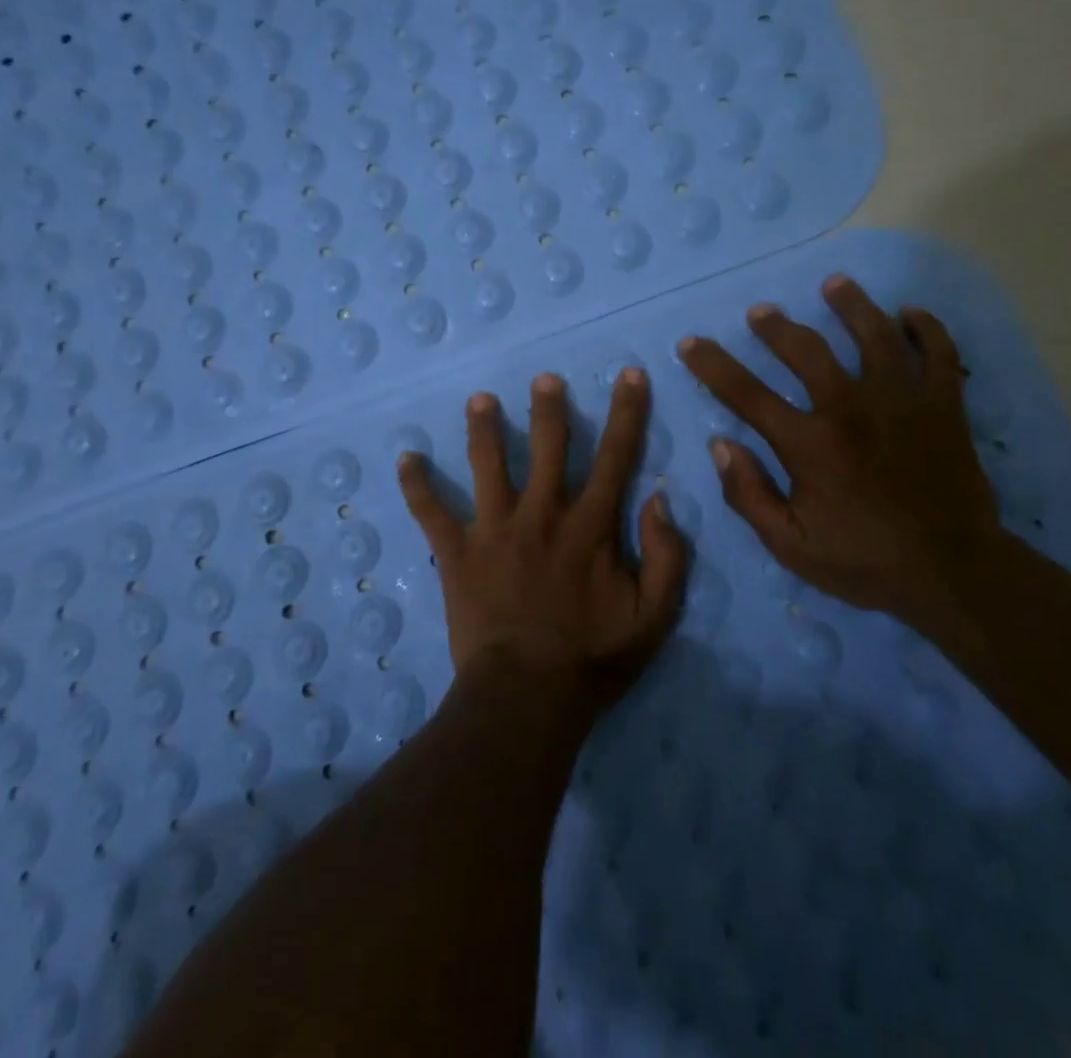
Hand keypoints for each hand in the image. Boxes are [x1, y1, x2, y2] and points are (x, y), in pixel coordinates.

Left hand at [397, 369, 689, 711]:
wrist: (526, 696)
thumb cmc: (592, 658)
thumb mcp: (653, 616)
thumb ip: (666, 556)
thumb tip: (658, 499)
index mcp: (589, 525)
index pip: (616, 456)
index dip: (627, 412)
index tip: (630, 374)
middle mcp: (542, 514)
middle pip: (548, 447)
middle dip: (549, 408)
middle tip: (543, 378)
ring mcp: (494, 529)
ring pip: (488, 465)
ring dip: (484, 429)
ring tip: (479, 400)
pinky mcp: (457, 553)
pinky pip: (431, 513)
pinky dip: (417, 486)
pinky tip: (405, 459)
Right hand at [678, 275, 1001, 628]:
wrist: (953, 573)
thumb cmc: (864, 561)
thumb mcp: (790, 544)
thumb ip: (749, 494)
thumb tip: (721, 444)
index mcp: (809, 443)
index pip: (746, 393)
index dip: (712, 365)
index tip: (691, 343)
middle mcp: (850, 408)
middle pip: (806, 349)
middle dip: (776, 326)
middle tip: (761, 312)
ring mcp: (902, 401)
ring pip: (874, 335)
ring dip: (851, 305)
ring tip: (835, 284)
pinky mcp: (944, 406)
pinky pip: (938, 353)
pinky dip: (926, 328)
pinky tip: (910, 313)